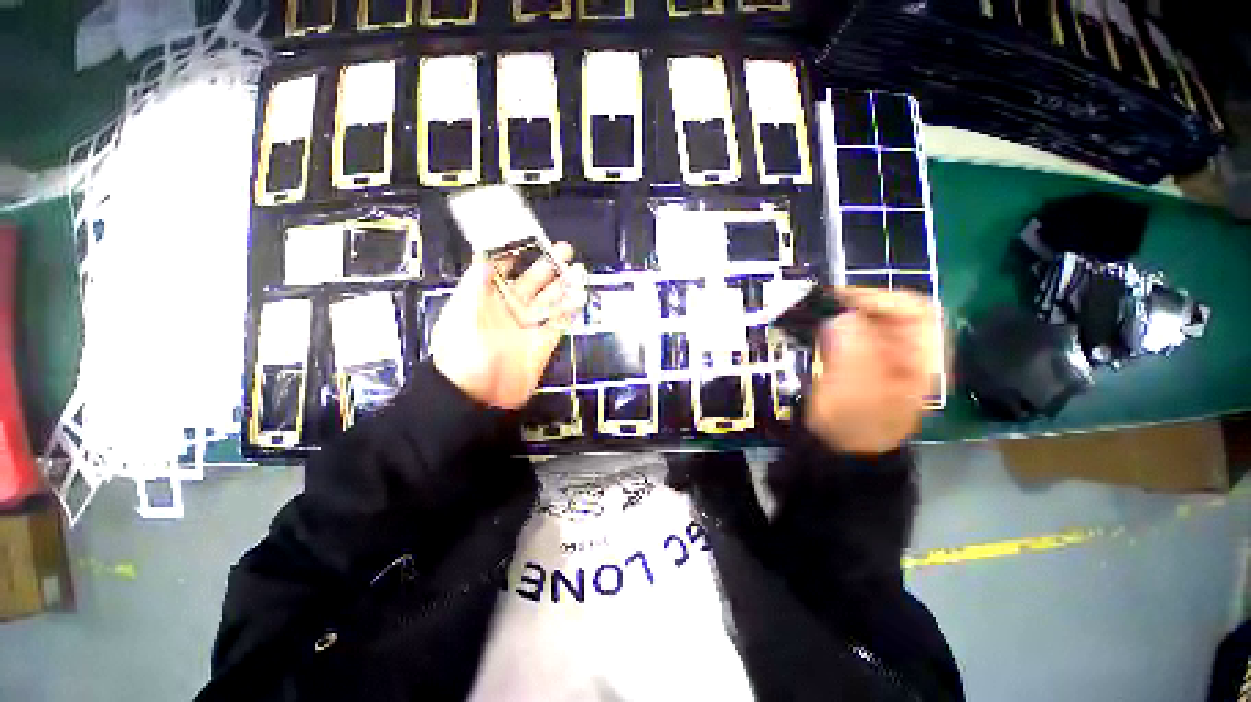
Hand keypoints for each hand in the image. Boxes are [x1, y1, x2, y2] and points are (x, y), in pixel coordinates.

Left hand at [432, 242, 585, 408]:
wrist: (477, 397)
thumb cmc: (463, 354)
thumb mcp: (462, 317)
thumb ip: (475, 287)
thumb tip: (483, 257)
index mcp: (486, 301)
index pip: (500, 272)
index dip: (513, 256)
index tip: (528, 240)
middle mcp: (508, 311)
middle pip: (531, 284)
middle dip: (547, 267)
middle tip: (564, 250)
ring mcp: (527, 327)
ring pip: (548, 302)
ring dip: (563, 287)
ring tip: (578, 272)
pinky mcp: (542, 344)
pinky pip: (558, 324)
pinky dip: (568, 311)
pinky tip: (578, 298)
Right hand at [803, 288, 942, 454]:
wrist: (843, 449)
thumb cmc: (854, 426)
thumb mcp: (855, 392)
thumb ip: (853, 353)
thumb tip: (842, 316)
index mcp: (923, 360)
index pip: (917, 311)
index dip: (883, 299)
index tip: (843, 301)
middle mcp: (909, 352)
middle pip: (893, 312)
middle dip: (859, 306)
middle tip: (825, 308)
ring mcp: (886, 355)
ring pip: (870, 320)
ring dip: (845, 315)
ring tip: (819, 318)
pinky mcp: (865, 358)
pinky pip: (854, 332)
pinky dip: (837, 326)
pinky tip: (820, 332)